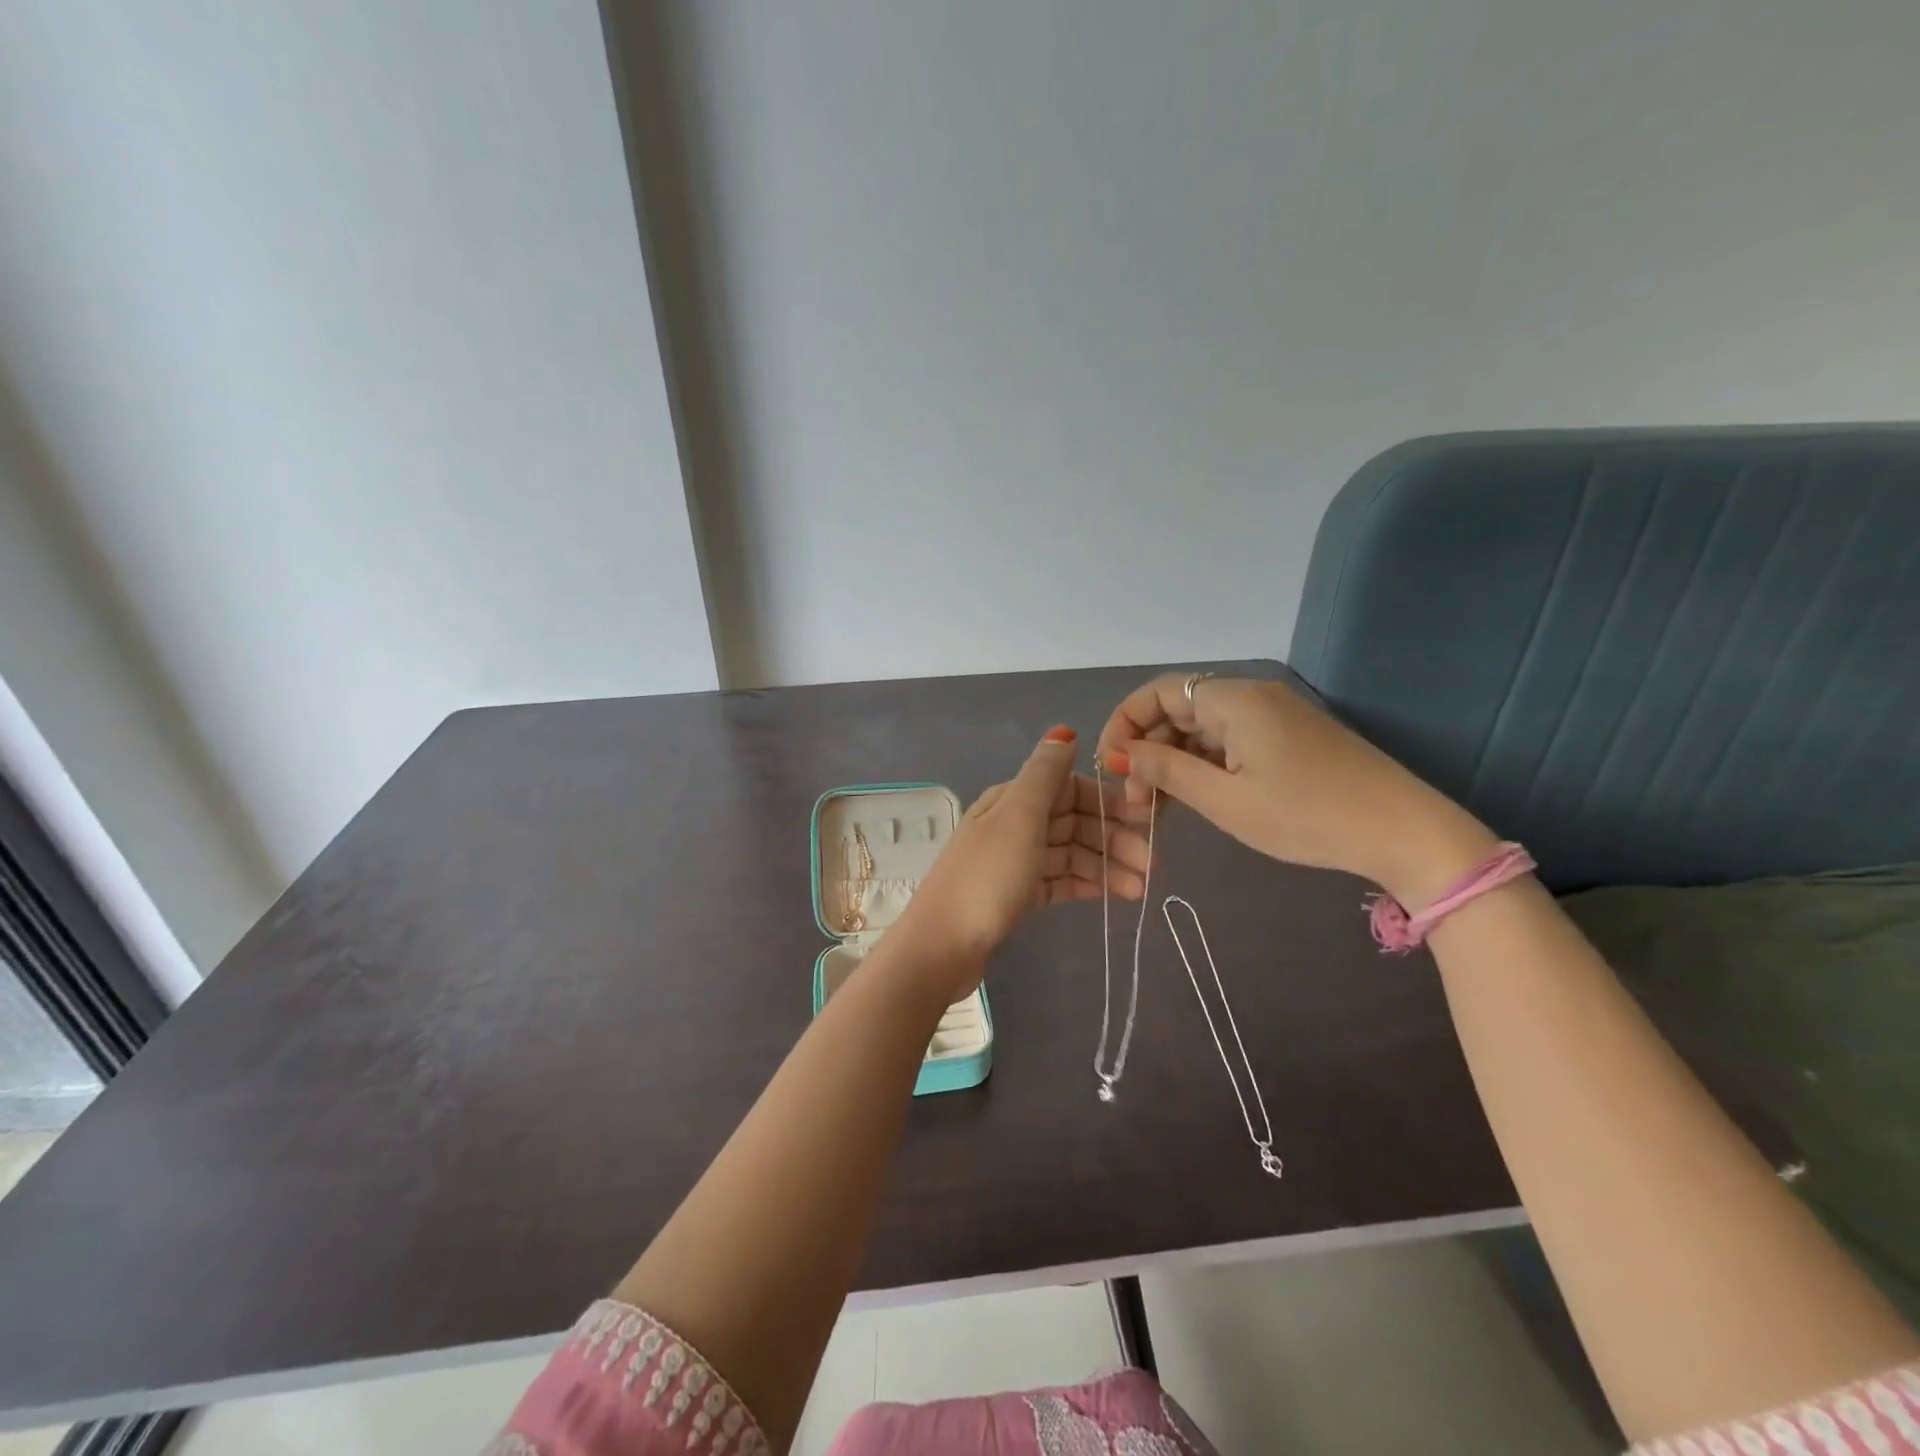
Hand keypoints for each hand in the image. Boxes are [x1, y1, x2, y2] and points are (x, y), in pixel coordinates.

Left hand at [892, 727, 1151, 982]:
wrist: (942, 946)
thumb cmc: (986, 877)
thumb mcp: (1018, 818)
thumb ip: (1044, 774)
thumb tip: (1064, 731)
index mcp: (1013, 799)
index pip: (1070, 788)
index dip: (1107, 800)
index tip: (1145, 819)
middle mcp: (1014, 824)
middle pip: (1073, 822)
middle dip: (1113, 838)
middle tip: (1151, 865)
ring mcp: (1015, 860)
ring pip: (1071, 853)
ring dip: (1107, 866)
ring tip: (1141, 889)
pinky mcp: (1018, 894)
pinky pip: (1060, 880)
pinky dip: (1087, 885)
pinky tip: (1115, 896)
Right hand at [1094, 675, 1494, 906]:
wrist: (1402, 832)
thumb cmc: (1306, 815)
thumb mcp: (1225, 800)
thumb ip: (1167, 771)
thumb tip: (1122, 754)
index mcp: (1234, 700)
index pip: (1157, 693)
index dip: (1124, 724)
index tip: (1108, 767)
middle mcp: (1252, 696)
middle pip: (1178, 710)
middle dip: (1148, 750)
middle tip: (1135, 800)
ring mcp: (1274, 716)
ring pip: (1203, 728)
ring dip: (1174, 761)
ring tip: (1159, 807)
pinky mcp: (1290, 737)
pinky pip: (1230, 741)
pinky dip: (1204, 764)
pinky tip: (1197, 797)